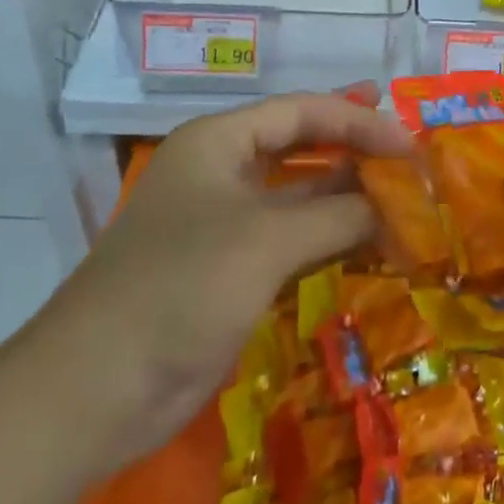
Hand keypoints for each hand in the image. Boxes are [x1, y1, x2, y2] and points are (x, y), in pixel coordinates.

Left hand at [18, 91, 409, 470]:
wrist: (94, 391)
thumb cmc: (181, 287)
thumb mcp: (266, 240)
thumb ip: (337, 215)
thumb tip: (394, 207)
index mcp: (219, 141)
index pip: (301, 111)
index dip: (358, 119)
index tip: (408, 142)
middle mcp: (222, 171)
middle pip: (301, 146)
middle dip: (354, 150)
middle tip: (409, 156)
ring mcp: (225, 223)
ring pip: (300, 196)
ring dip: (348, 198)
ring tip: (402, 198)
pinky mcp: (231, 270)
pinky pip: (293, 240)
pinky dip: (331, 239)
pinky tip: (371, 243)